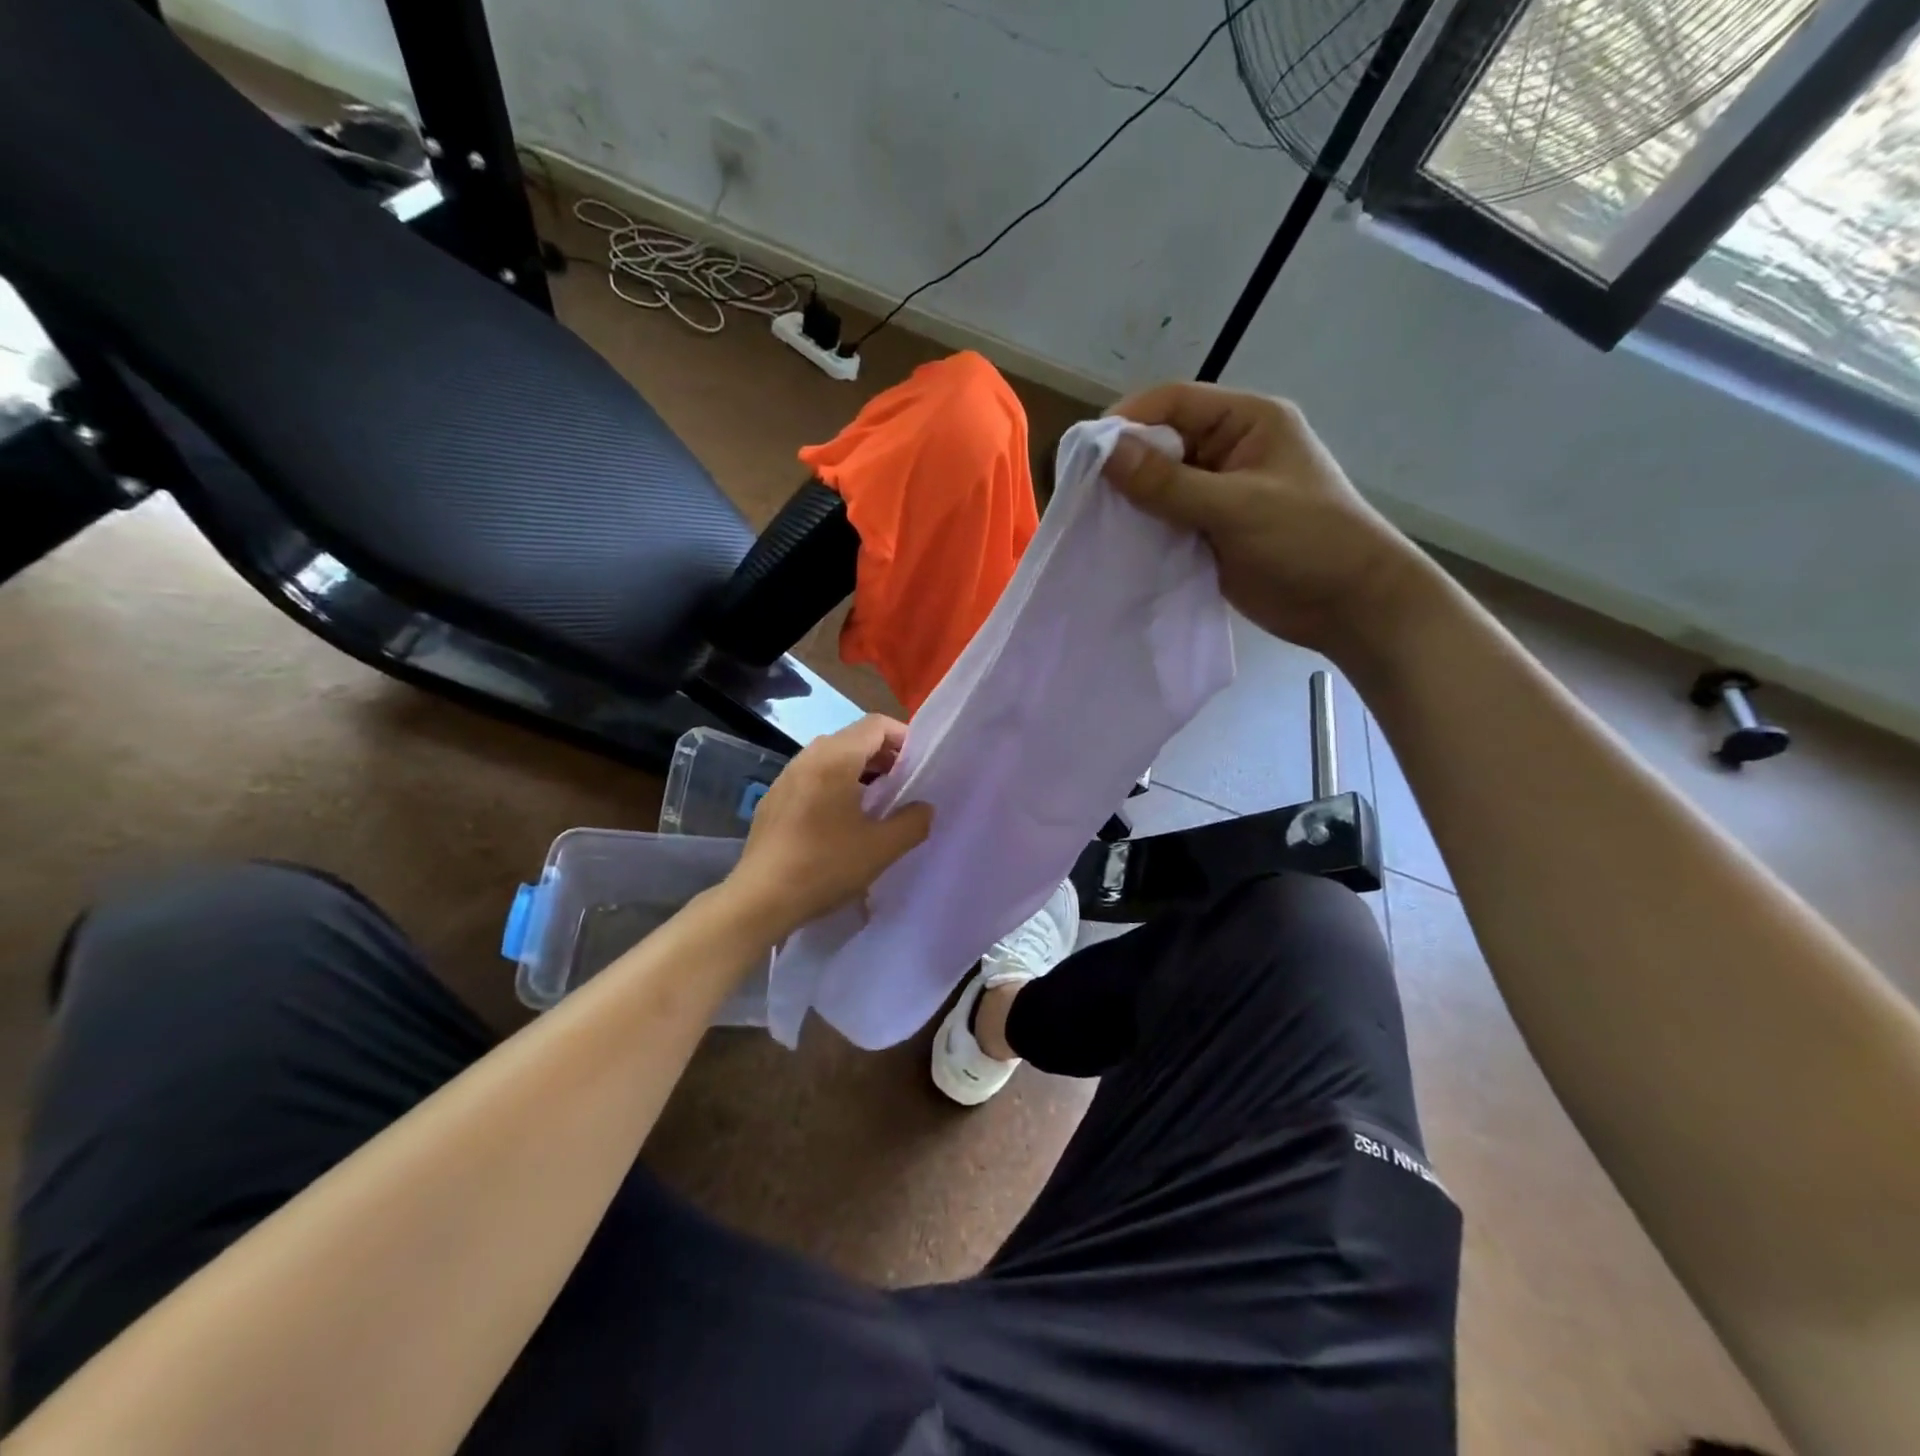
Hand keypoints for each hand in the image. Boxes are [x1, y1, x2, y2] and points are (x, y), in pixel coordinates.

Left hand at [728, 715, 932, 936]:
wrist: (761, 898)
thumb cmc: (825, 866)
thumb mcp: (881, 848)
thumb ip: (913, 822)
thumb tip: (924, 808)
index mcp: (835, 758)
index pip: (876, 724)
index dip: (903, 737)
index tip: (918, 764)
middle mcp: (808, 757)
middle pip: (853, 737)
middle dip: (882, 754)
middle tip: (903, 783)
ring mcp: (786, 777)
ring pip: (830, 757)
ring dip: (858, 770)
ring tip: (875, 801)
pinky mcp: (773, 799)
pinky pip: (811, 777)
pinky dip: (833, 784)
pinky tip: (840, 820)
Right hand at [1104, 384, 1436, 659]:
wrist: (1349, 606)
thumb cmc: (1307, 540)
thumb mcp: (1236, 506)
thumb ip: (1169, 483)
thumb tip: (1105, 454)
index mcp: (1246, 421)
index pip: (1173, 403)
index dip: (1127, 421)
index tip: (1085, 454)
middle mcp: (1228, 450)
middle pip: (1161, 444)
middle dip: (1123, 466)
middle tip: (1081, 495)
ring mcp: (1218, 493)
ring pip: (1159, 486)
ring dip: (1130, 502)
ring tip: (1092, 523)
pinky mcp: (1210, 531)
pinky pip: (1166, 521)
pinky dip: (1143, 530)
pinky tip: (1117, 545)